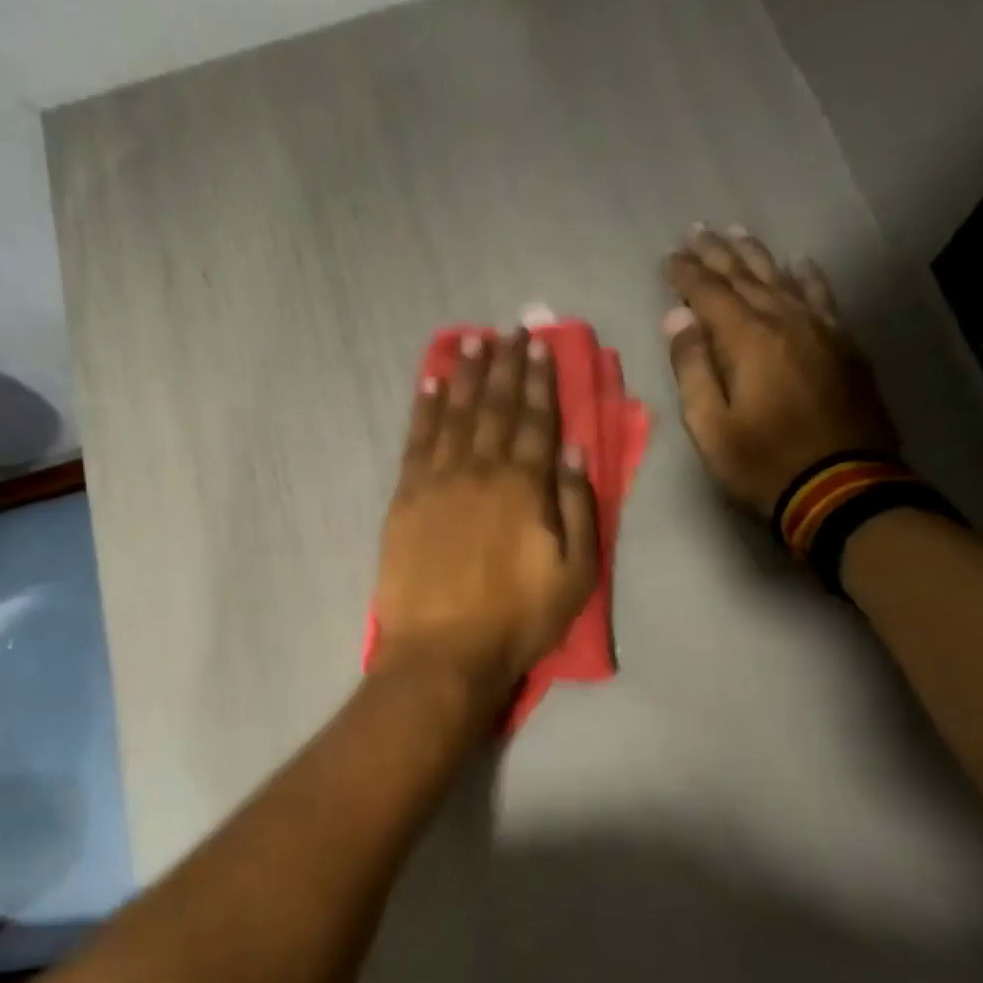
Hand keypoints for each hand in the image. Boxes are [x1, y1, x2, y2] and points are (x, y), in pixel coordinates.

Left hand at [374, 329, 598, 702]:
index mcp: (525, 487)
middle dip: (506, 366)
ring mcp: (438, 482)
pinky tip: (431, 383)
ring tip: (472, 341)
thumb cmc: (516, 620)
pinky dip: (425, 408)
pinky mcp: (405, 499)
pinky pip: (416, 441)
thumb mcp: (575, 574)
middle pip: (496, 408)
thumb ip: (576, 506)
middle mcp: (481, 471)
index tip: (540, 345)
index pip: (538, 420)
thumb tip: (573, 448)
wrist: (441, 652)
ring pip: (455, 414)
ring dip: (466, 376)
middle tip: (510, 330)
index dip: (540, 380)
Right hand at [662, 226, 897, 516]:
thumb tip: (678, 320)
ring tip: (738, 235)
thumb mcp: (710, 426)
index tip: (670, 256)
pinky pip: (823, 298)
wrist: (840, 485)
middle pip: (749, 278)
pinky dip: (808, 277)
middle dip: (719, 254)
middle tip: (698, 231)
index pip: (711, 295)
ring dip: (758, 257)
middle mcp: (788, 323)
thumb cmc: (762, 462)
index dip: (688, 275)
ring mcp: (822, 331)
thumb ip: (693, 369)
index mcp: (750, 342)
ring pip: (785, 280)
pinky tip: (801, 264)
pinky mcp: (844, 347)